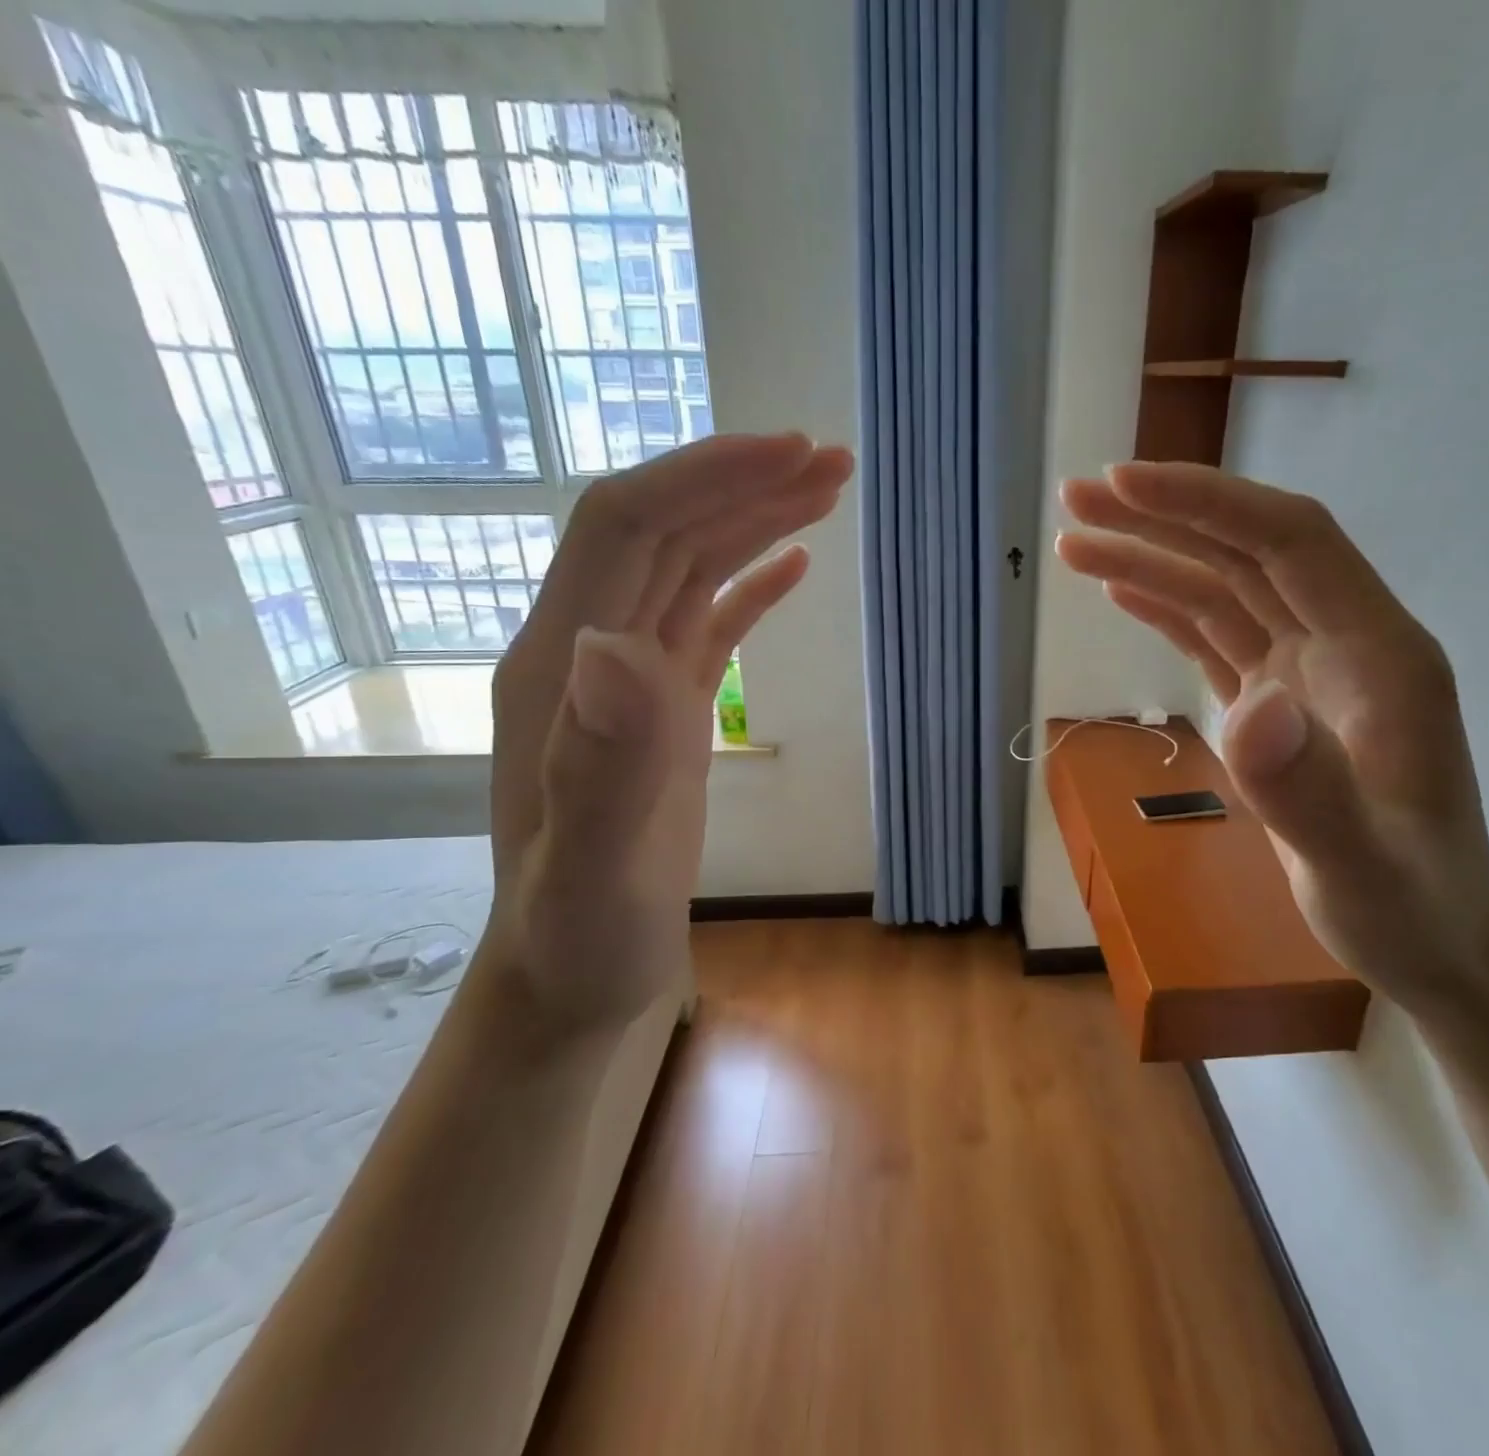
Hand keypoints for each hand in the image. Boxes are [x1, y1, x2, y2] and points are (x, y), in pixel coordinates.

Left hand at [484, 433, 852, 1035]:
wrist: (573, 972)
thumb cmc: (581, 934)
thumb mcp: (592, 870)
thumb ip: (601, 763)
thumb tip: (616, 643)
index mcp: (561, 667)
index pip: (627, 528)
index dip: (704, 479)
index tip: (789, 455)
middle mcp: (587, 652)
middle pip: (664, 531)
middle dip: (743, 484)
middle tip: (833, 461)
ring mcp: (625, 680)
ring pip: (688, 567)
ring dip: (754, 521)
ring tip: (827, 490)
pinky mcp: (661, 708)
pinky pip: (706, 621)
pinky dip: (750, 583)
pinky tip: (794, 565)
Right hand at [1058, 462, 1488, 1015]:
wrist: (1434, 940)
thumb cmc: (1409, 908)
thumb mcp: (1361, 866)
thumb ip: (1309, 791)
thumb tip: (1248, 707)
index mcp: (1378, 653)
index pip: (1289, 542)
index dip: (1208, 503)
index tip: (1123, 484)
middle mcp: (1342, 643)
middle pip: (1246, 553)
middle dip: (1162, 517)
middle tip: (1076, 497)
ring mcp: (1307, 672)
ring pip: (1222, 590)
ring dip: (1152, 558)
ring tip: (1075, 542)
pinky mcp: (1277, 703)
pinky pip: (1217, 635)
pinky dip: (1167, 607)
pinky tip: (1124, 589)